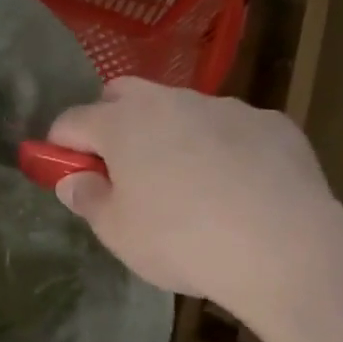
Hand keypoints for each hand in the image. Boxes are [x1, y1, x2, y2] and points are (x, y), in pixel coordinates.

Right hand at [46, 78, 342, 341]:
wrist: (282, 246)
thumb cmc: (180, 240)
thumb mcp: (118, 232)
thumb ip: (88, 198)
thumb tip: (73, 180)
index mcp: (124, 123)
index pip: (72, 120)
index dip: (60, 147)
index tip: (65, 174)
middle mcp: (172, 101)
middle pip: (124, 95)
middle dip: (111, 123)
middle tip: (121, 171)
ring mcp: (227, 107)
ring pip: (182, 109)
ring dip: (170, 135)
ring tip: (188, 186)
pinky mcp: (272, 123)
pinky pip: (231, 128)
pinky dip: (222, 148)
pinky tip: (237, 189)